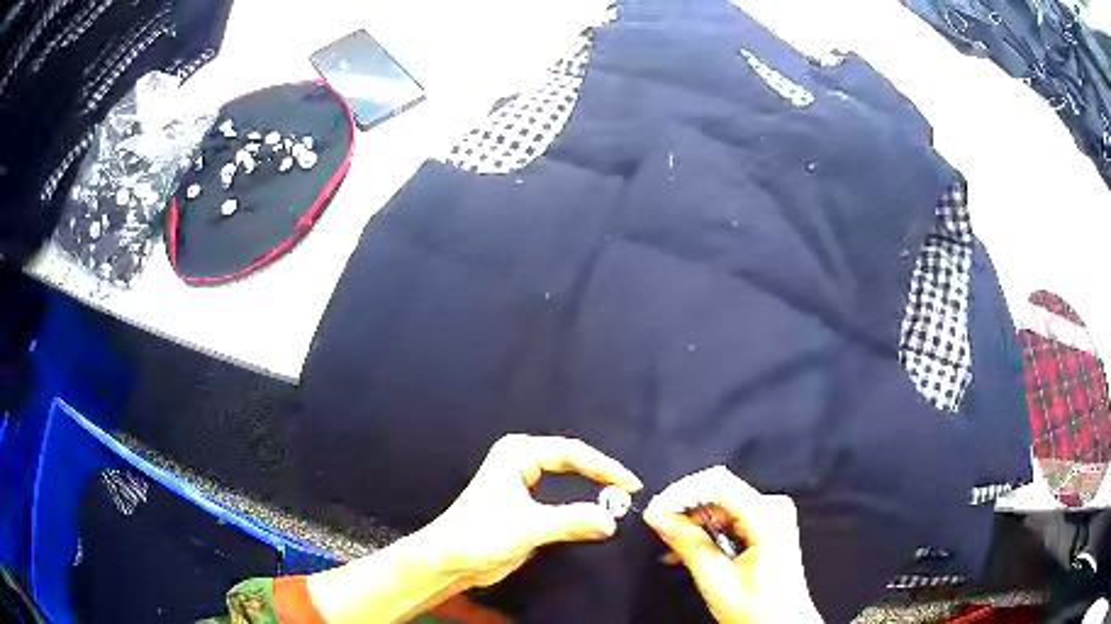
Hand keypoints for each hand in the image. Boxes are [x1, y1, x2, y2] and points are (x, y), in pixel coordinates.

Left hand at [423, 434, 642, 588]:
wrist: (451, 561)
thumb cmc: (481, 534)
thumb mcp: (529, 526)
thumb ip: (572, 521)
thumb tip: (613, 521)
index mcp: (518, 453)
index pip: (572, 453)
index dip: (604, 468)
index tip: (631, 485)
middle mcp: (523, 463)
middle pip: (573, 464)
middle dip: (601, 476)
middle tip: (630, 491)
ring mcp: (525, 486)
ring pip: (569, 484)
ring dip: (592, 492)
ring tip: (621, 501)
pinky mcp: (527, 509)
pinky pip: (562, 504)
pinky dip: (581, 509)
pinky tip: (599, 516)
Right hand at [643, 466, 821, 623]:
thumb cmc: (757, 609)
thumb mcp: (716, 580)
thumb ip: (688, 543)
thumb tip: (658, 516)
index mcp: (767, 516)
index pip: (717, 484)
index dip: (681, 494)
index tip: (654, 512)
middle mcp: (772, 507)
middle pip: (718, 491)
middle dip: (684, 509)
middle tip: (657, 529)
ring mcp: (770, 515)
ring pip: (720, 504)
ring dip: (692, 522)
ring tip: (670, 547)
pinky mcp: (765, 525)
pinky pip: (728, 516)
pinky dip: (705, 530)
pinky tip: (688, 550)